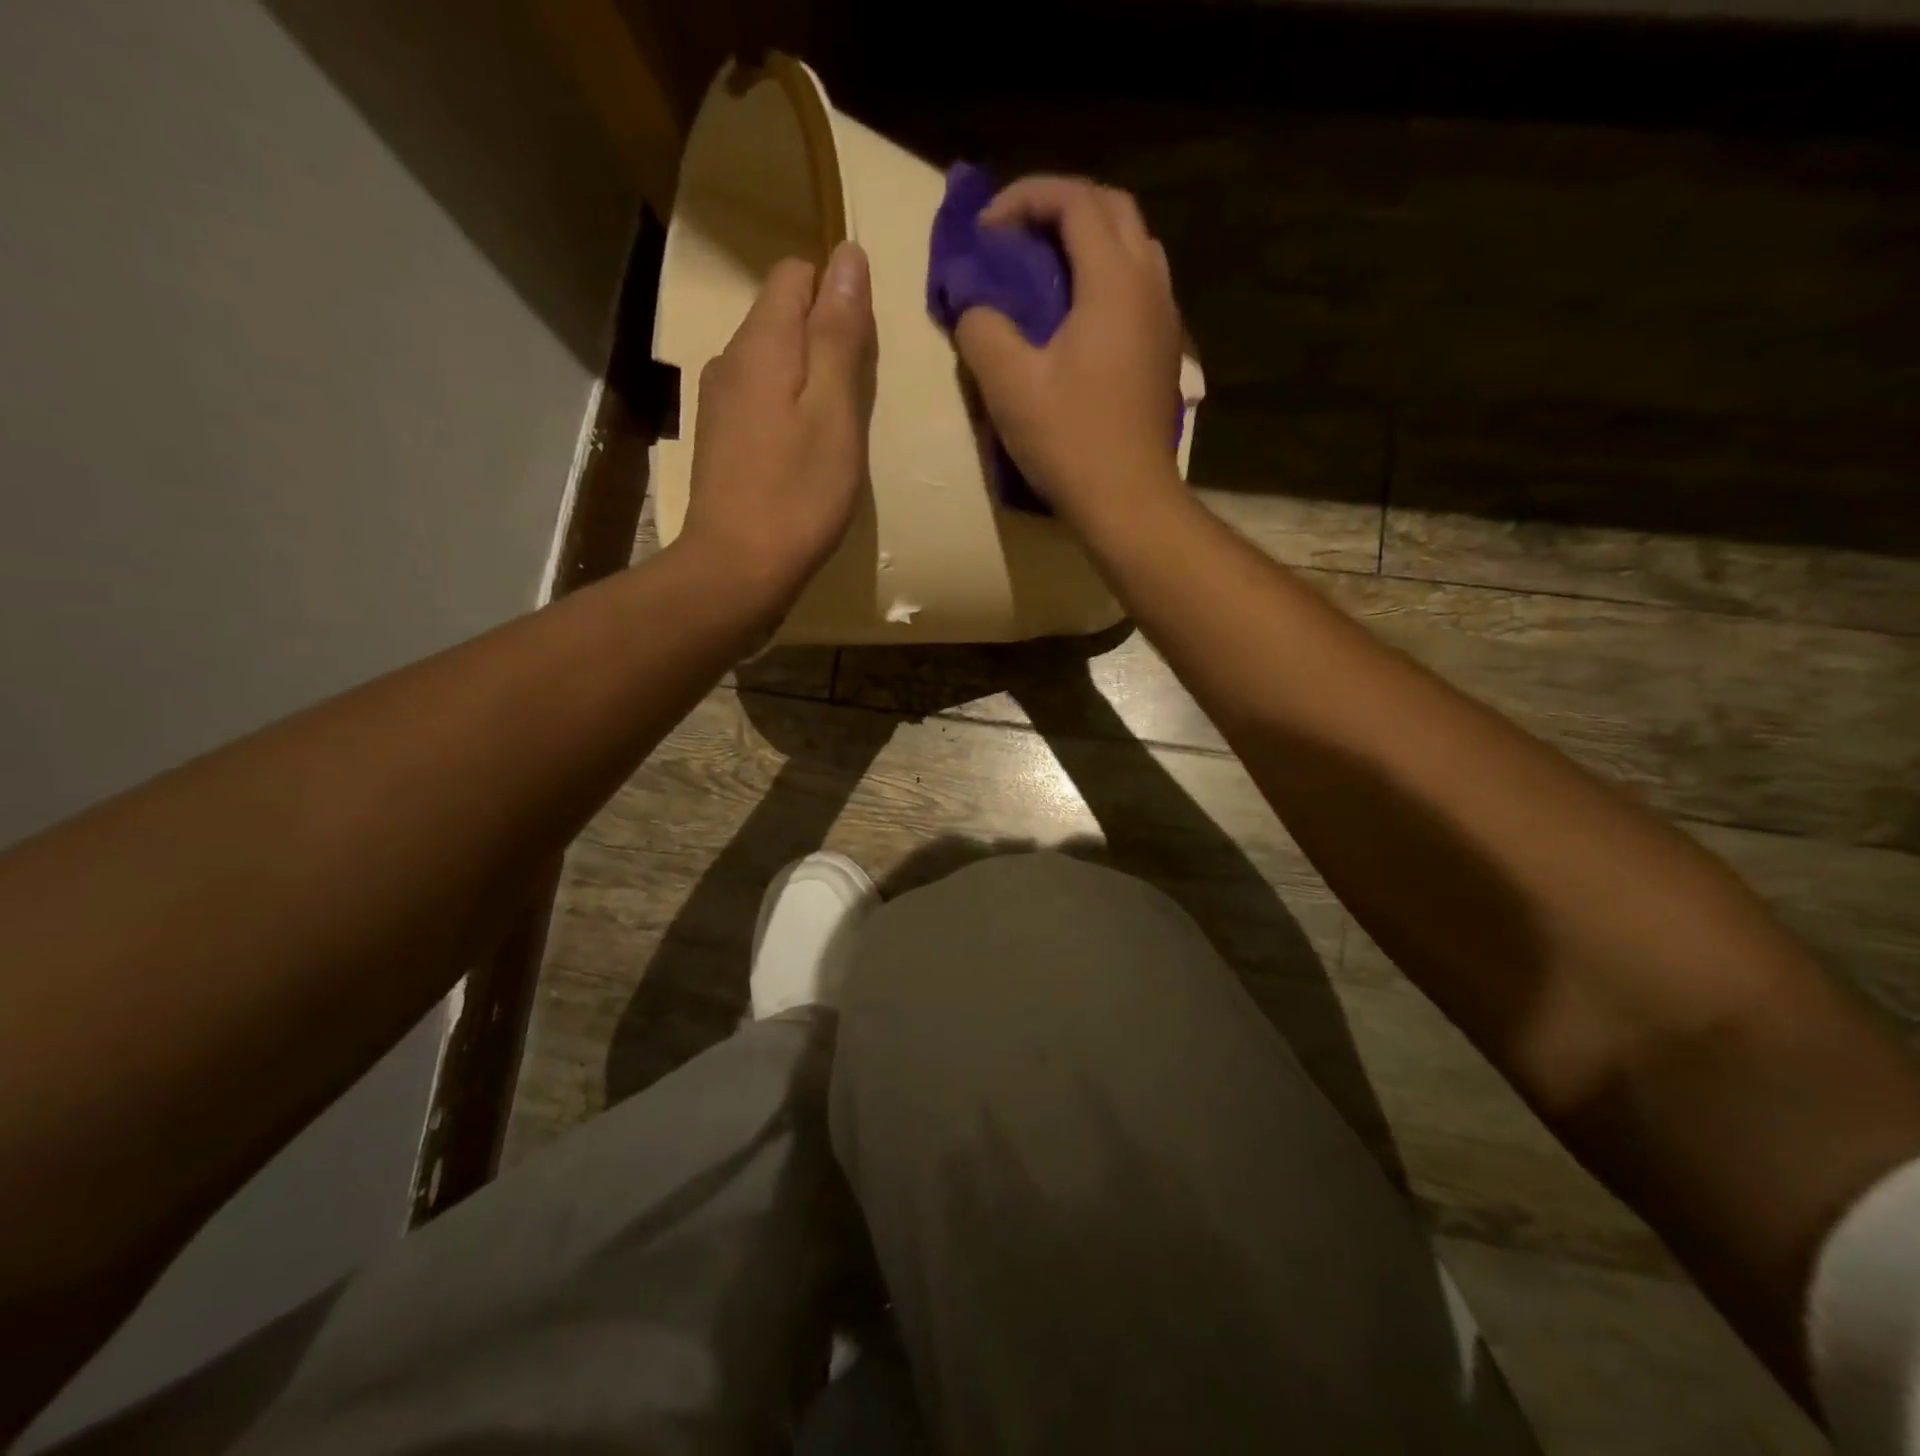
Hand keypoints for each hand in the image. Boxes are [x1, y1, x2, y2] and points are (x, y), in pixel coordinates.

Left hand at [679, 241, 875, 608]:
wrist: (738, 568)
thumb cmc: (799, 494)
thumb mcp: (835, 411)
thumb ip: (839, 333)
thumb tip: (847, 256)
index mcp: (761, 342)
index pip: (796, 274)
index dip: (836, 295)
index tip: (864, 350)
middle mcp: (729, 359)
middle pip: (782, 315)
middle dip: (825, 337)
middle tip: (857, 398)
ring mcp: (719, 401)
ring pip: (772, 360)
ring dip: (809, 377)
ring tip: (835, 429)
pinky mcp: (719, 439)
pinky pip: (760, 397)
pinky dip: (788, 407)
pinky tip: (803, 451)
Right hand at [955, 176, 1184, 527]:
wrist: (1128, 500)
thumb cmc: (1070, 440)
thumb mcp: (1009, 384)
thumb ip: (982, 328)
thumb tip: (974, 307)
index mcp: (1113, 280)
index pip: (1074, 200)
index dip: (1024, 199)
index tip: (985, 231)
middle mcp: (1149, 283)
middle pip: (1112, 209)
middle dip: (1060, 208)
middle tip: (1016, 238)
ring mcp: (1165, 318)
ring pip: (1132, 246)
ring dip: (1087, 241)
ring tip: (1044, 271)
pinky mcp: (1164, 350)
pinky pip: (1138, 286)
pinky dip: (1104, 277)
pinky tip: (1075, 316)